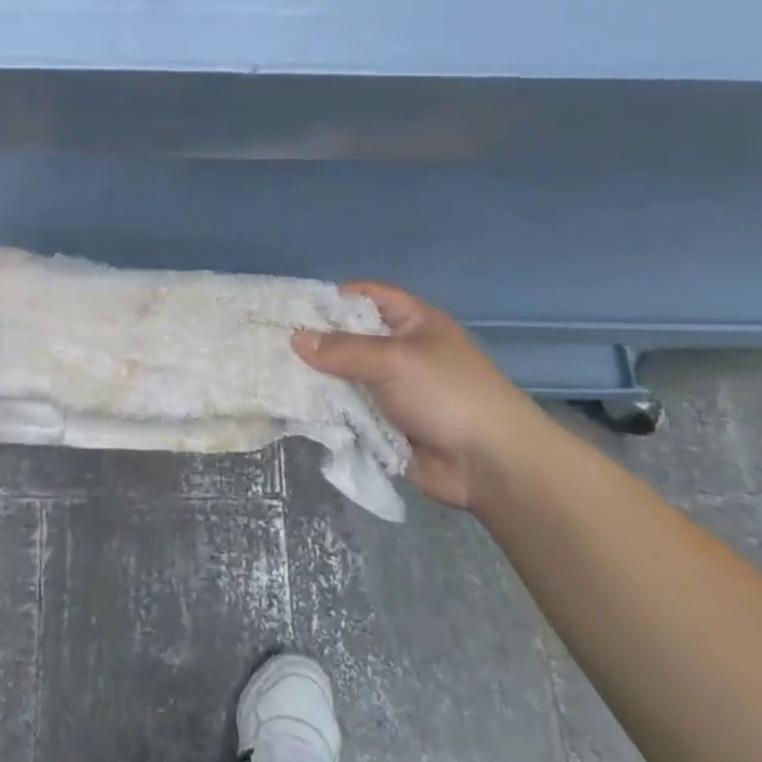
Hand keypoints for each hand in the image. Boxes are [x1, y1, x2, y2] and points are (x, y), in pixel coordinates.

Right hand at [292, 283, 549, 510]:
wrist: (491, 465)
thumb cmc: (447, 395)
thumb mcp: (393, 360)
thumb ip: (342, 349)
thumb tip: (295, 338)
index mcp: (412, 323)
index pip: (367, 296)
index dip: (331, 298)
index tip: (290, 307)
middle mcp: (400, 351)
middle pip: (349, 338)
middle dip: (314, 342)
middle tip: (270, 343)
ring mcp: (392, 390)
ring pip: (344, 377)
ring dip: (316, 380)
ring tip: (271, 376)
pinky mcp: (385, 424)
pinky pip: (348, 411)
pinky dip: (326, 411)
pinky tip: (292, 408)